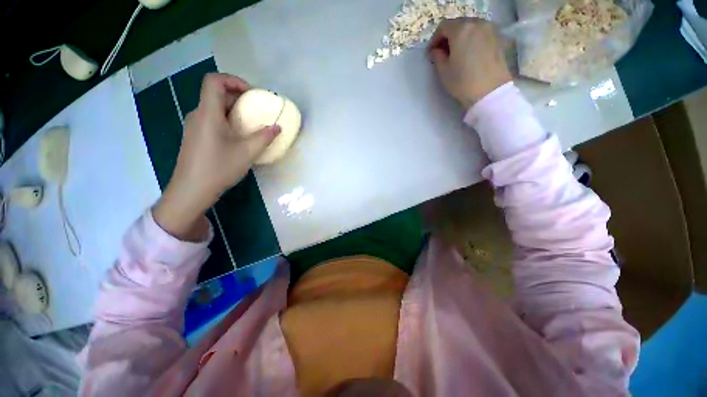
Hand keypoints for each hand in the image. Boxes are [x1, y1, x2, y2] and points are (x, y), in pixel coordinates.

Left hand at [154, 73, 279, 240]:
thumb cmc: (219, 168)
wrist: (192, 190)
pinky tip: (238, 138)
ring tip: (251, 126)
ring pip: (215, 109)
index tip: (252, 94)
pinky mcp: (196, 137)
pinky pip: (212, 121)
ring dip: (234, 112)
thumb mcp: (247, 152)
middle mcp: (198, 115)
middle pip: (216, 95)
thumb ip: (264, 137)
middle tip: (257, 111)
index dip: (234, 80)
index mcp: (208, 113)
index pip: (214, 81)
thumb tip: (277, 127)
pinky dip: (228, 122)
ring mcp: (195, 126)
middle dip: (239, 98)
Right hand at [429, 18, 511, 108]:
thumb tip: (436, 51)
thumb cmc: (463, 81)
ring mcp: (490, 29)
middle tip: (442, 53)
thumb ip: (437, 57)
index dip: (434, 39)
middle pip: (458, 24)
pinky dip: (472, 40)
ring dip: (461, 37)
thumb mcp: (443, 71)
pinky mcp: (498, 38)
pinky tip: (469, 54)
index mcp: (461, 30)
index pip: (443, 27)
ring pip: (470, 28)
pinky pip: (481, 33)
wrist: (490, 91)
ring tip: (457, 53)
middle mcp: (477, 24)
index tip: (431, 53)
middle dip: (448, 37)